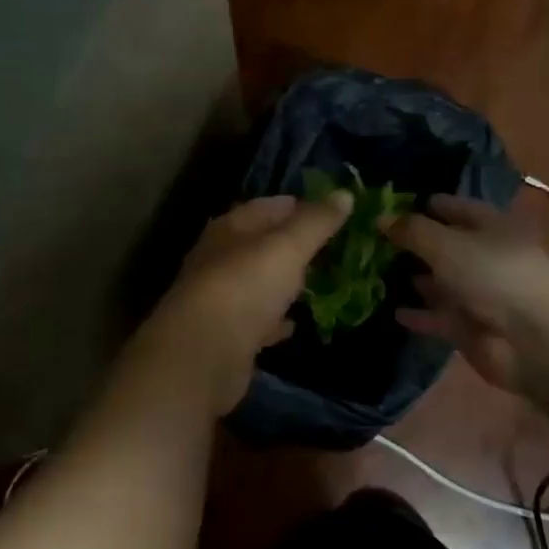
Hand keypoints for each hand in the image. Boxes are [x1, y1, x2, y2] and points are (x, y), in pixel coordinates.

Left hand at [135, 193, 351, 413]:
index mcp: (229, 230)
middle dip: (290, 245)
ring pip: (257, 283)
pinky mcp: (226, 337)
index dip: (296, 205)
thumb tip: (345, 194)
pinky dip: (274, 320)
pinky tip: (292, 324)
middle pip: (258, 245)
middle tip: (327, 248)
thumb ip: (316, 222)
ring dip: (281, 282)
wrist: (203, 354)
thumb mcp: (287, 247)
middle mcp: (219, 261)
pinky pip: (256, 322)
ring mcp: (220, 300)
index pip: (265, 207)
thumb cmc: (245, 287)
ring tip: (315, 282)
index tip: (327, 210)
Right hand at [385, 194, 548, 392]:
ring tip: (373, 275)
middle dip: (413, 245)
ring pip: (440, 283)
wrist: (536, 338)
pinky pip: (438, 317)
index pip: (453, 208)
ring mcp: (479, 295)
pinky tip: (391, 310)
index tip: (386, 206)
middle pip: (445, 247)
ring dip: (414, 280)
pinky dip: (419, 315)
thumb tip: (380, 217)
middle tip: (370, 242)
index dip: (423, 205)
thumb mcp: (447, 244)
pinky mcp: (471, 329)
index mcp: (489, 226)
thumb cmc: (495, 274)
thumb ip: (412, 231)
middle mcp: (485, 257)